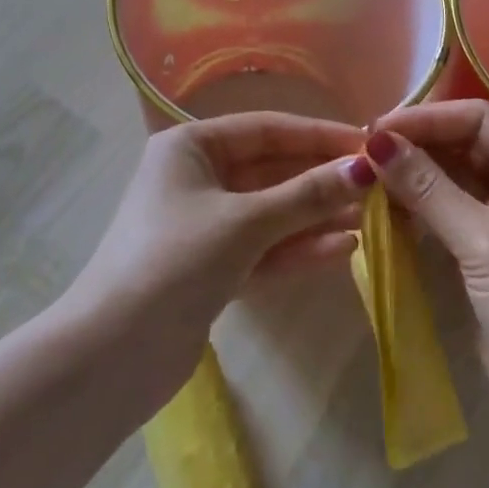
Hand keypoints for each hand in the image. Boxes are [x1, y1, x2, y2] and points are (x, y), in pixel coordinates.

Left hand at [68, 113, 369, 391]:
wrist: (110, 357)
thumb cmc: (174, 262)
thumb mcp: (245, 222)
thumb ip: (307, 195)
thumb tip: (366, 166)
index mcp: (190, 147)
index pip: (266, 130)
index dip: (318, 136)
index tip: (368, 144)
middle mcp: (196, 178)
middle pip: (271, 171)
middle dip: (321, 179)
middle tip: (378, 185)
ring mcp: (203, 225)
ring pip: (271, 212)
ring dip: (315, 215)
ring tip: (370, 216)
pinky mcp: (211, 268)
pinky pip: (263, 248)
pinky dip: (298, 248)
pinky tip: (343, 248)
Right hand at [366, 102, 488, 462]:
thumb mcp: (484, 243)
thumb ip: (428, 188)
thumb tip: (375, 142)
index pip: (478, 120)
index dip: (426, 119)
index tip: (374, 130)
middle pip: (466, 145)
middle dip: (417, 146)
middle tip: (362, 153)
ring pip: (455, 180)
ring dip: (414, 177)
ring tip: (365, 177)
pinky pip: (451, 215)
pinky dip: (420, 209)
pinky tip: (384, 208)